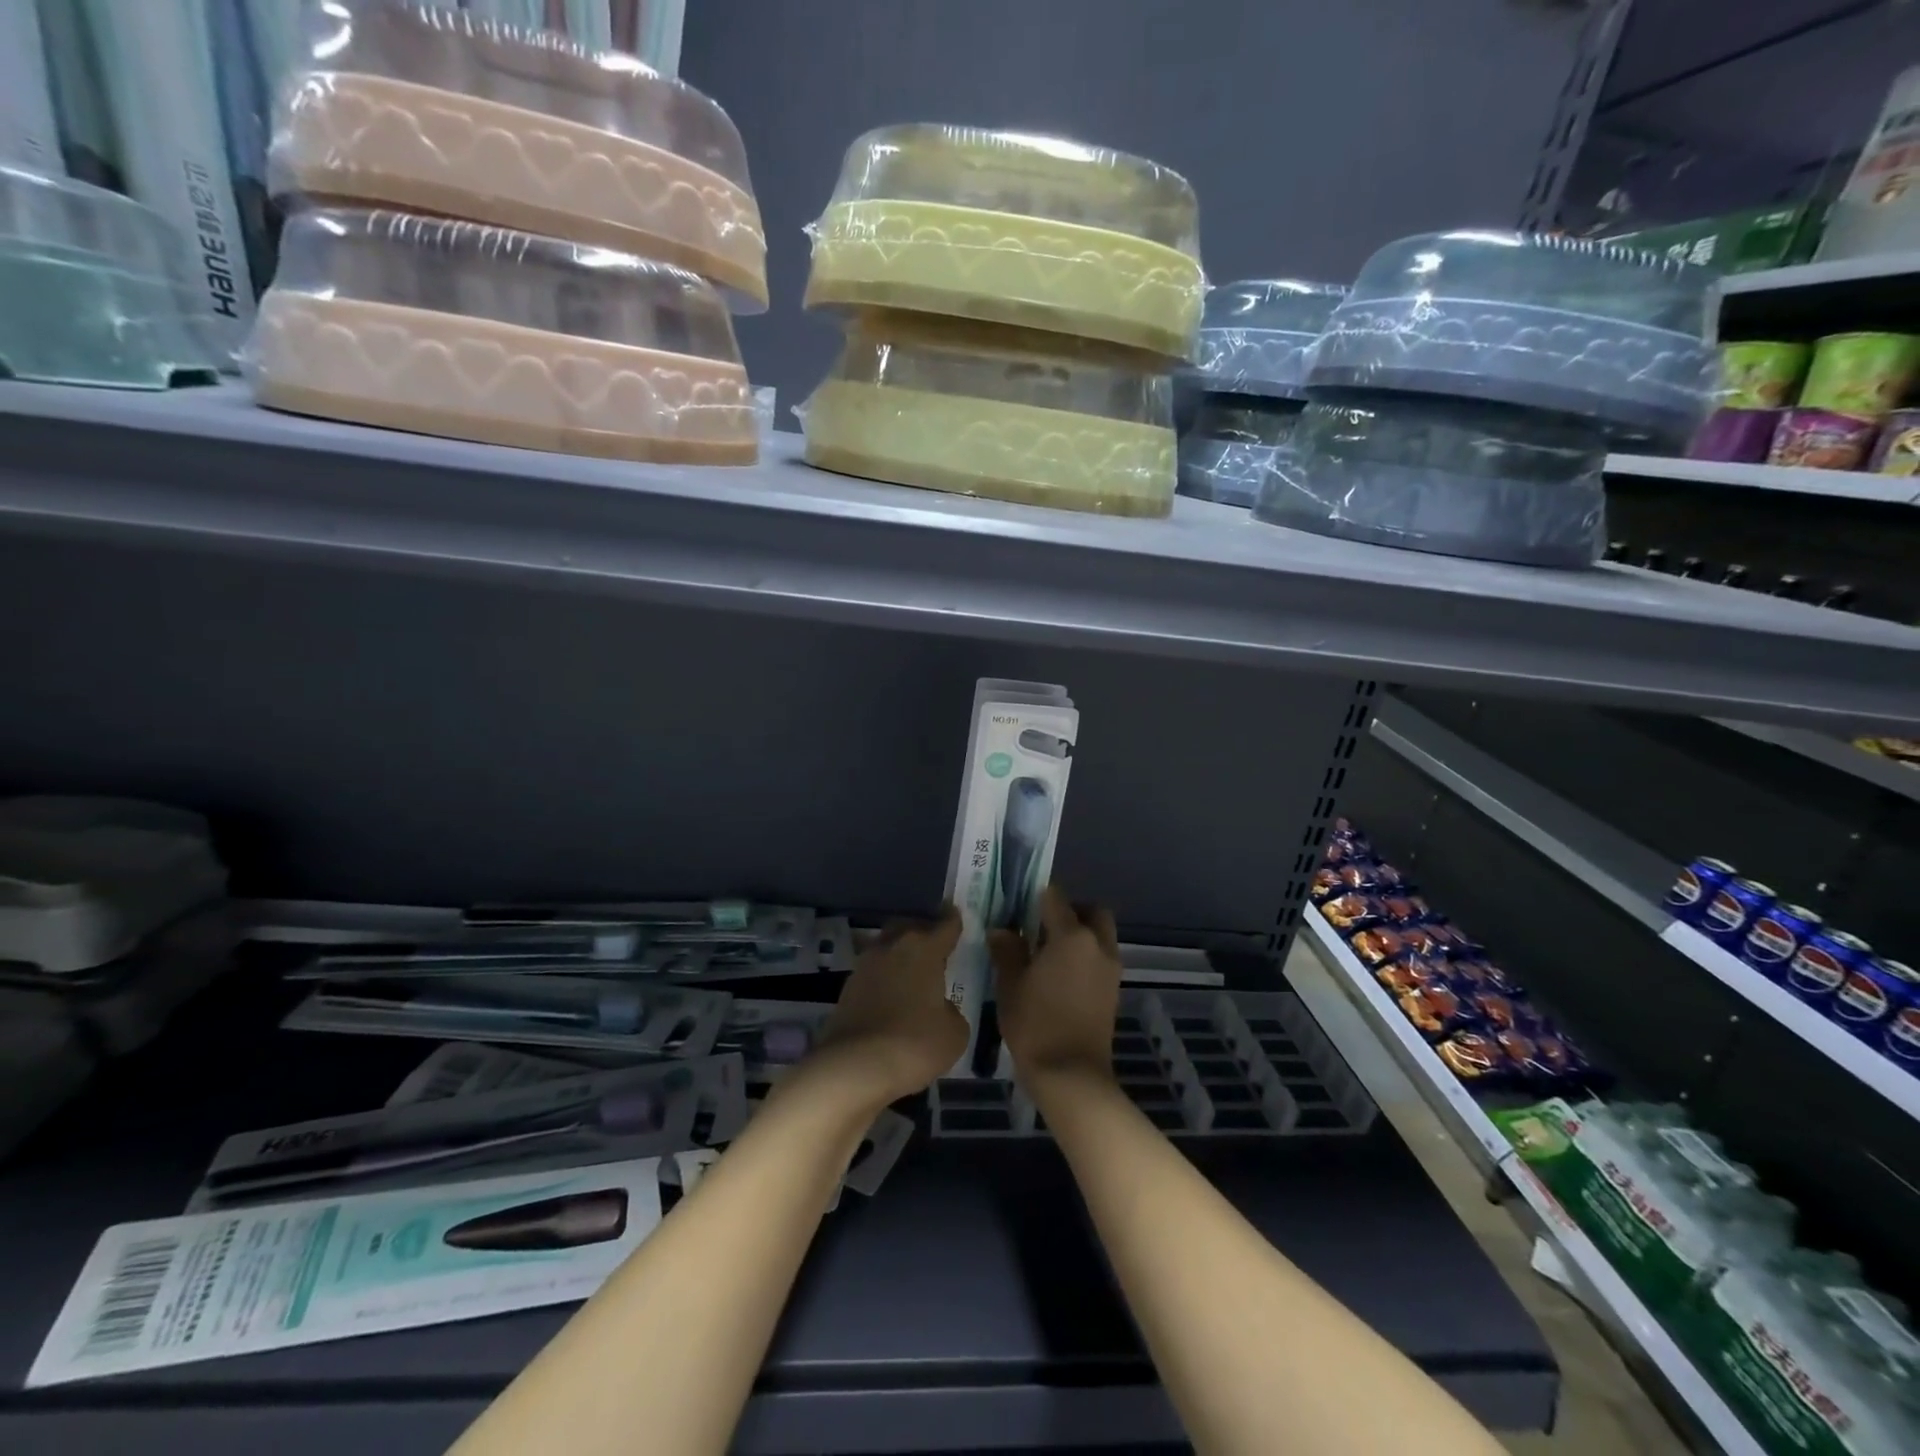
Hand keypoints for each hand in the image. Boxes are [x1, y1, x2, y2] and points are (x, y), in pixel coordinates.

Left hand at [811, 908, 968, 1105]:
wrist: (854, 1067)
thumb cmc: (914, 1044)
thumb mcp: (954, 1033)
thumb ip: (951, 1011)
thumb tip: (939, 1007)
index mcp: (924, 949)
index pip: (945, 925)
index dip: (954, 920)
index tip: (957, 914)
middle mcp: (892, 947)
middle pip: (909, 927)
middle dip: (923, 932)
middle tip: (935, 947)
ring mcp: (865, 966)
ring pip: (887, 947)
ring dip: (900, 955)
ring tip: (914, 975)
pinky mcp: (847, 988)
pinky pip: (873, 973)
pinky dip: (884, 979)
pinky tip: (893, 997)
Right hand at [991, 885, 1120, 1086]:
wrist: (1071, 1075)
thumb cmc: (1036, 1024)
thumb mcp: (1011, 985)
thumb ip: (1007, 951)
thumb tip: (1002, 930)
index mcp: (1072, 936)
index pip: (1055, 897)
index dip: (1035, 896)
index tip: (1018, 906)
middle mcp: (1098, 945)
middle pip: (1091, 911)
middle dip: (1070, 911)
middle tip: (1041, 926)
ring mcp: (1110, 968)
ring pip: (1099, 935)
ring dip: (1079, 934)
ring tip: (1047, 954)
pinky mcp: (1113, 989)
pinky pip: (1100, 957)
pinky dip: (1085, 956)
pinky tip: (1059, 976)